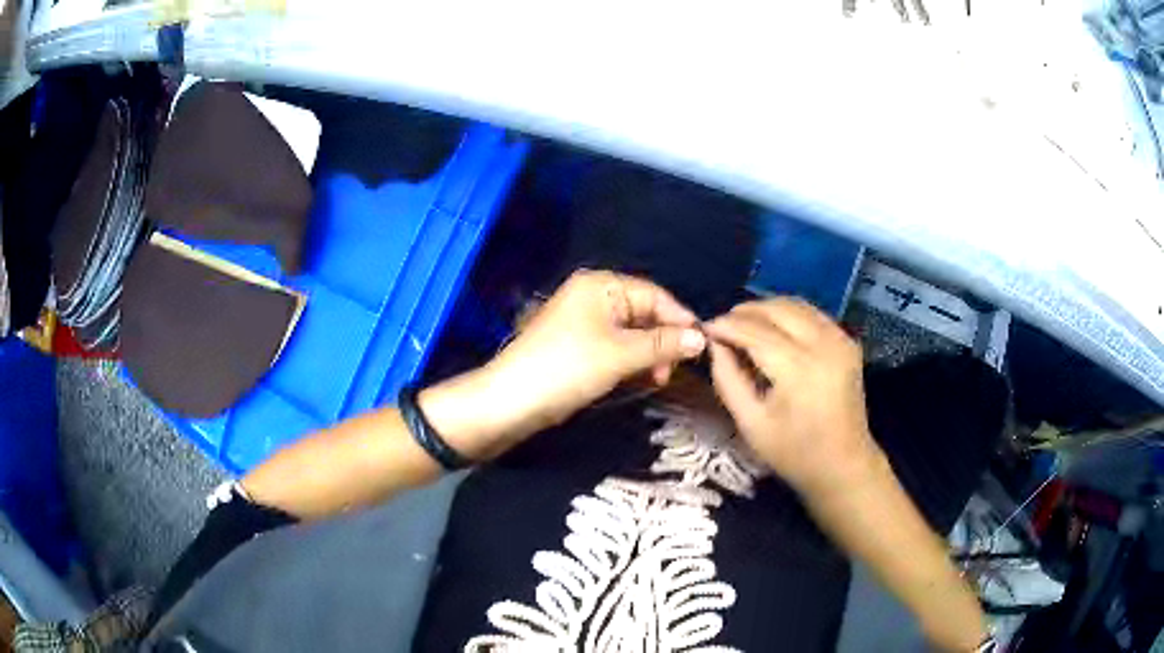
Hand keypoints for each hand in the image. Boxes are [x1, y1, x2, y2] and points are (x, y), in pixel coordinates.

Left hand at [421, 270, 705, 458]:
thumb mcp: (620, 354)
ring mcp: (585, 322)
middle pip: (644, 313)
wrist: (512, 400)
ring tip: (656, 380)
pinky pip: (616, 347)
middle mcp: (594, 296)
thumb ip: (663, 343)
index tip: (701, 347)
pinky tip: (640, 379)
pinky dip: (631, 361)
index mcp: (601, 285)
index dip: (680, 319)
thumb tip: (701, 338)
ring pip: (632, 333)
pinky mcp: (579, 346)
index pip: (654, 295)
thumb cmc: (568, 367)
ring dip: (649, 355)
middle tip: (671, 371)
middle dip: (663, 341)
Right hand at [705, 298, 880, 494]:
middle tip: (723, 327)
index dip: (726, 326)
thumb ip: (728, 378)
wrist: (843, 465)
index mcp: (799, 369)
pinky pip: (812, 313)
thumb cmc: (794, 453)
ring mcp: (840, 338)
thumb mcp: (750, 423)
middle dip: (744, 312)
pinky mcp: (847, 340)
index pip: (754, 331)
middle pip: (776, 309)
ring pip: (795, 304)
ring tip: (744, 325)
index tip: (704, 328)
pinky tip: (773, 330)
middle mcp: (823, 344)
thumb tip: (714, 343)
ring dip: (766, 309)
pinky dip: (788, 315)